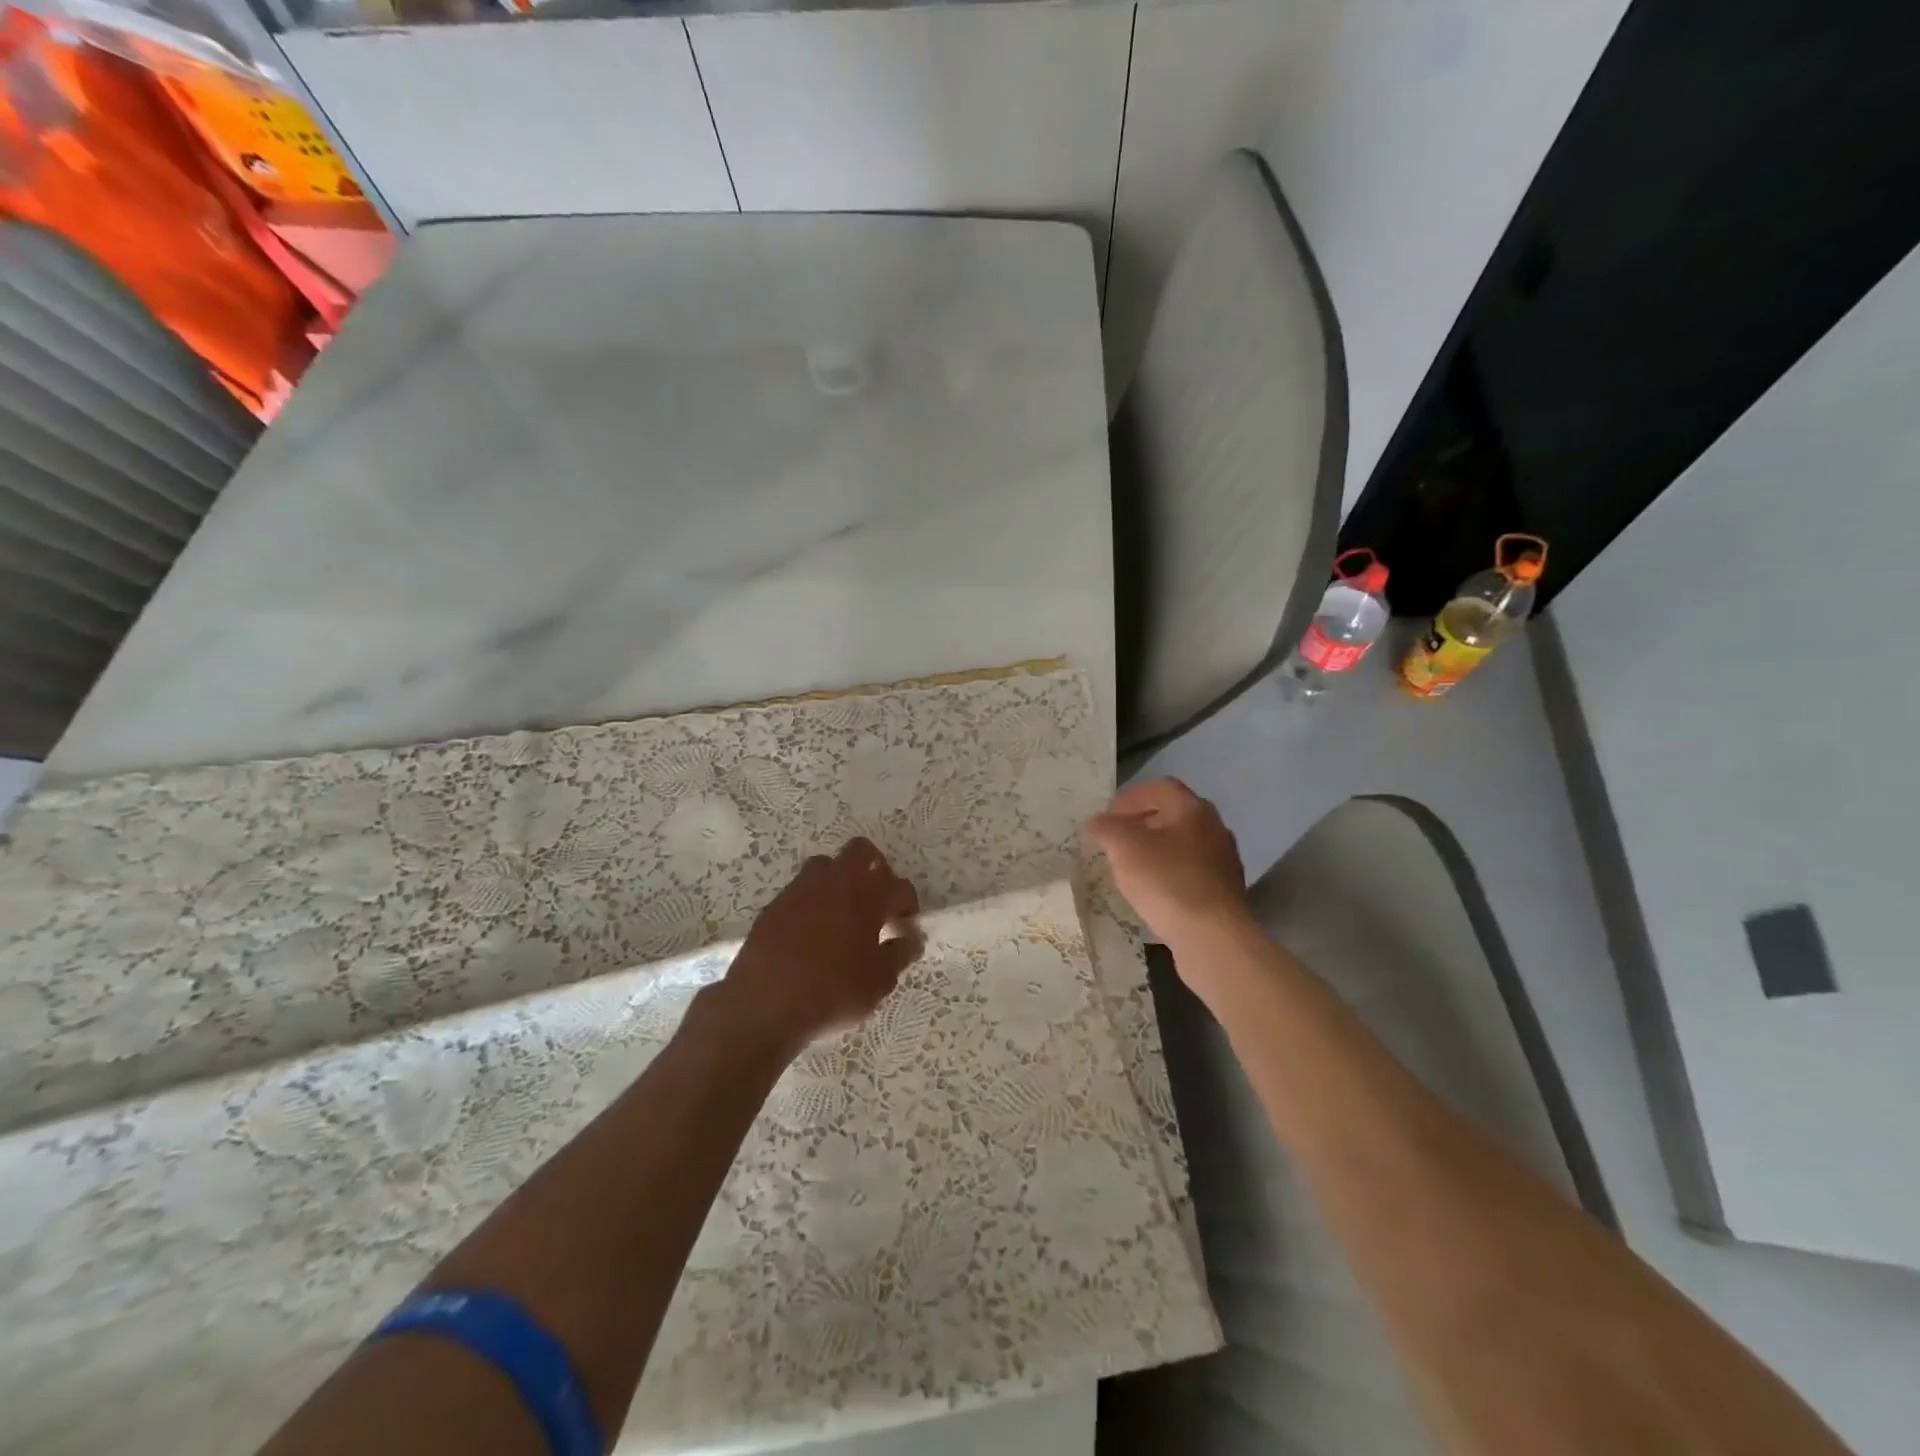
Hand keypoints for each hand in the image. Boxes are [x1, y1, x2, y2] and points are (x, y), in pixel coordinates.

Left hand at [712, 837, 922, 1058]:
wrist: (763, 1005)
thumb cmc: (832, 992)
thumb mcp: (878, 981)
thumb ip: (899, 954)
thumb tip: (911, 938)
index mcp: (867, 895)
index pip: (899, 886)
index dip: (908, 905)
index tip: (905, 927)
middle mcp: (835, 881)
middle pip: (862, 852)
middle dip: (876, 871)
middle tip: (878, 904)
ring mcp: (801, 889)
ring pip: (828, 866)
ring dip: (841, 881)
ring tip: (844, 915)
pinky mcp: (775, 904)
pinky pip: (802, 890)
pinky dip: (814, 901)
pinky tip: (813, 933)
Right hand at [1086, 779, 1252, 953]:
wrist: (1213, 938)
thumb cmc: (1167, 881)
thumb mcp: (1124, 849)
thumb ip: (1106, 829)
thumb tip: (1096, 822)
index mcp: (1193, 809)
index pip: (1160, 788)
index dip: (1130, 797)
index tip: (1107, 817)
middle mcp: (1214, 828)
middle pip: (1173, 815)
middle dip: (1141, 824)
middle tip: (1115, 841)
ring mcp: (1222, 862)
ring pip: (1182, 845)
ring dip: (1155, 851)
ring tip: (1129, 869)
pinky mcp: (1223, 892)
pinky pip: (1189, 873)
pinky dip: (1168, 875)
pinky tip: (1152, 893)